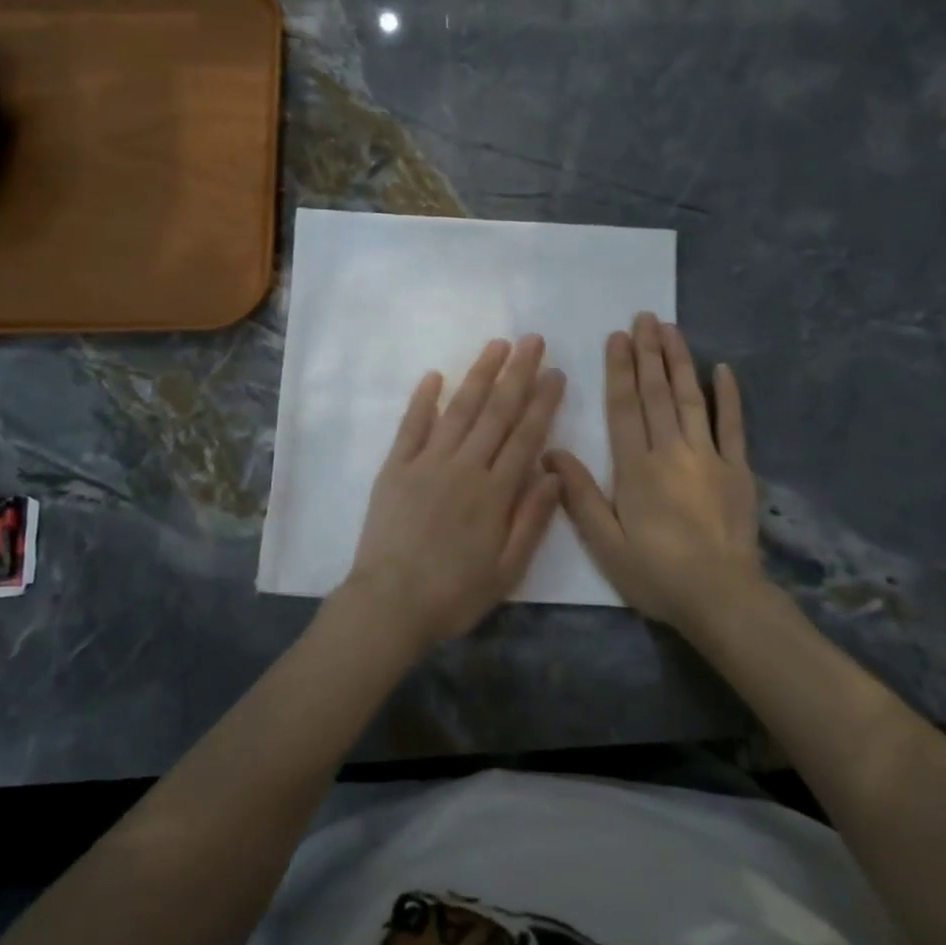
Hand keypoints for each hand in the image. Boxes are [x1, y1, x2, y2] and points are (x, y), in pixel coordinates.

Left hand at [340, 335, 565, 651]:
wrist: (389, 603)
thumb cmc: (454, 592)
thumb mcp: (507, 568)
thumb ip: (532, 518)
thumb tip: (553, 472)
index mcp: (495, 492)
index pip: (526, 435)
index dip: (543, 401)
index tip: (556, 372)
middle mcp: (464, 467)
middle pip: (496, 412)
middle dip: (517, 373)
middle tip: (533, 340)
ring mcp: (426, 462)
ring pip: (459, 409)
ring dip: (479, 374)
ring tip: (497, 345)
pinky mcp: (395, 467)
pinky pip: (411, 426)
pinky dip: (423, 400)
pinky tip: (435, 375)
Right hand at [546, 313, 761, 633]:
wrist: (721, 598)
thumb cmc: (656, 574)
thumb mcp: (606, 544)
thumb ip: (579, 496)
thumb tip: (550, 453)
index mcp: (636, 468)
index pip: (625, 408)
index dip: (620, 370)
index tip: (618, 337)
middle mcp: (671, 452)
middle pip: (657, 393)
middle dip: (648, 353)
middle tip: (644, 318)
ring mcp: (709, 457)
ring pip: (690, 399)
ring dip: (680, 361)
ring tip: (672, 329)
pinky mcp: (738, 469)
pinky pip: (733, 425)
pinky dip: (728, 396)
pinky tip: (723, 369)